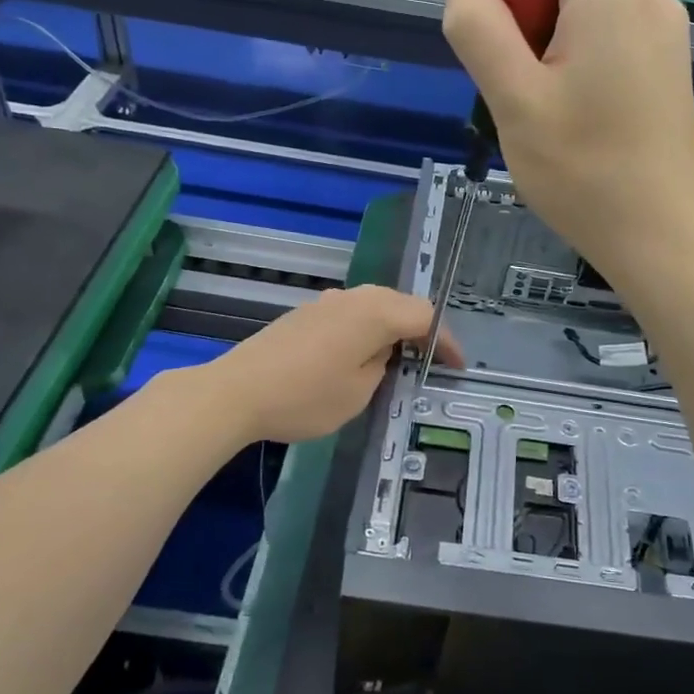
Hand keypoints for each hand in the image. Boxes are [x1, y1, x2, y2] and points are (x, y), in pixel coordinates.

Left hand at [205, 285, 461, 442]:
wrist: (236, 391)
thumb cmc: (306, 396)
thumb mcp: (359, 392)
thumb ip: (383, 366)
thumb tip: (383, 352)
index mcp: (376, 312)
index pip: (425, 316)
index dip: (447, 341)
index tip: (457, 366)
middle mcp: (355, 297)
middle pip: (402, 304)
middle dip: (422, 330)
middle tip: (433, 360)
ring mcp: (327, 301)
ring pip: (375, 306)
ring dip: (393, 328)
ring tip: (401, 358)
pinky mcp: (306, 313)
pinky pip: (352, 313)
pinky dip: (368, 329)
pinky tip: (362, 354)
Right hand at [437, 0, 693, 283]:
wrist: (659, 238)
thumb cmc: (582, 171)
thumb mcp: (514, 99)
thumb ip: (478, 25)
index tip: (498, 6)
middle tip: (507, 66)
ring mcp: (665, 34)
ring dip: (547, 28)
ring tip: (533, 97)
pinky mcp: (667, 67)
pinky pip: (612, 30)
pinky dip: (577, 50)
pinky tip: (566, 108)